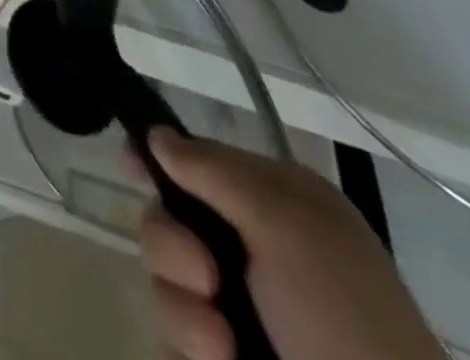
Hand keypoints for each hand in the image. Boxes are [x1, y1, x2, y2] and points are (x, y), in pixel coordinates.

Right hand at [141, 132, 439, 359]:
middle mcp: (251, 248)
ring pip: (165, 281)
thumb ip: (213, 171)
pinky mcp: (225, 357)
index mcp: (273, 204)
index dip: (157, 158)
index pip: (198, 161)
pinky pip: (174, 336)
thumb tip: (156, 133)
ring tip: (223, 344)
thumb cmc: (342, 314)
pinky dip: (190, 348)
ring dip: (184, 309)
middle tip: (207, 280)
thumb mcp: (284, 224)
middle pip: (167, 218)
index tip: (127, 163)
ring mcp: (238, 310)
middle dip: (173, 248)